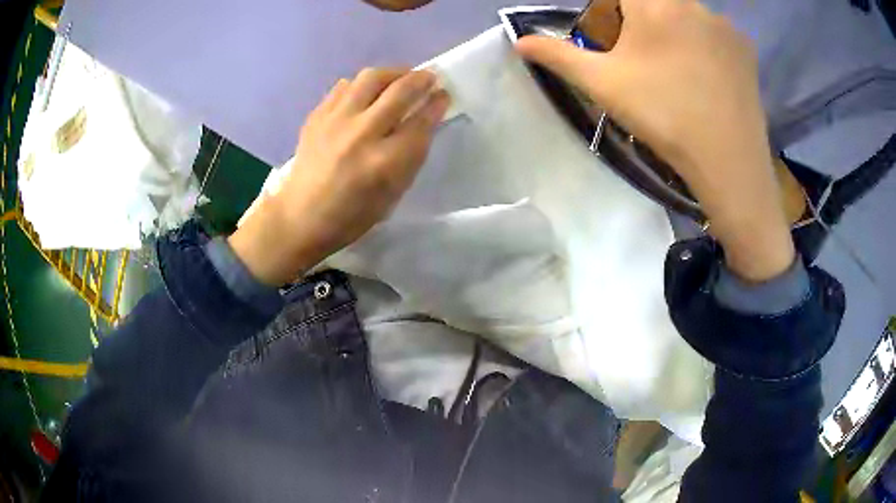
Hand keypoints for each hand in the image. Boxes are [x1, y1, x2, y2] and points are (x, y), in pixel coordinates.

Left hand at [230, 68, 450, 285]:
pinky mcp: (317, 115)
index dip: (437, 103)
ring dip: (393, 73)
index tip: (443, 94)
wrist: (301, 216)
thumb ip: (411, 155)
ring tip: (399, 79)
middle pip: (400, 90)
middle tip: (429, 78)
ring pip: (371, 78)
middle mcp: (362, 133)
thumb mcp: (393, 194)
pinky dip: (362, 85)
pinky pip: (344, 86)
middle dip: (421, 79)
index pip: (421, 121)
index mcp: (385, 162)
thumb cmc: (352, 215)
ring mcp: (336, 121)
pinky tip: (366, 94)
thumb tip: (424, 120)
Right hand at [516, 0, 794, 281]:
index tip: (612, 33)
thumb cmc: (663, 116)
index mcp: (653, 4)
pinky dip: (705, 43)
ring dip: (674, 30)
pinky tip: (706, 75)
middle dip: (642, 19)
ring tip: (678, 71)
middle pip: (655, 2)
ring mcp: (723, 23)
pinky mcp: (745, 46)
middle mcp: (691, 2)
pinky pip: (715, 32)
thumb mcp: (603, 85)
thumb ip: (559, 56)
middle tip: (644, 56)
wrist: (728, 161)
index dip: (612, 12)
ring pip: (686, 14)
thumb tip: (520, 42)